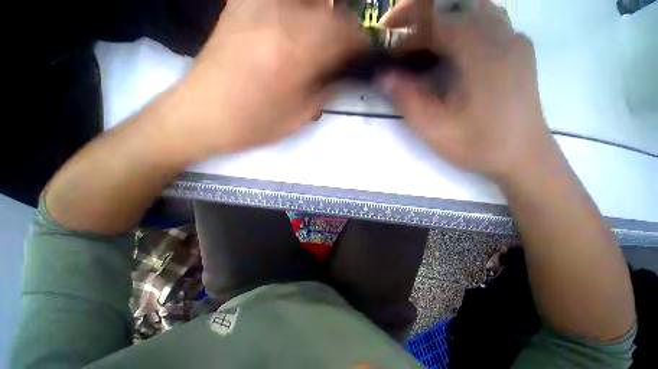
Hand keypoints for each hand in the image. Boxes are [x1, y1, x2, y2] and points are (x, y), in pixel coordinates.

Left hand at [165, 0, 366, 157]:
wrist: (202, 115)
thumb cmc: (253, 124)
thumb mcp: (299, 116)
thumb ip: (326, 90)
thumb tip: (343, 74)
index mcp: (295, 51)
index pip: (345, 34)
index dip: (360, 45)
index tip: (362, 57)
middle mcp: (279, 16)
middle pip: (330, 13)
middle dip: (344, 33)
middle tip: (344, 54)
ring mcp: (256, 5)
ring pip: (309, 3)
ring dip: (324, 21)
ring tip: (322, 45)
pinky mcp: (241, 5)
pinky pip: (283, 2)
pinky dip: (300, 13)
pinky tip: (297, 30)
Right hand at [379, 0, 552, 180]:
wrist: (524, 157)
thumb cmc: (478, 145)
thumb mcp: (433, 128)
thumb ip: (407, 99)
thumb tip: (383, 76)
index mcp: (480, 50)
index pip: (439, 11)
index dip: (407, 15)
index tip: (385, 32)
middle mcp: (501, 33)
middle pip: (455, 4)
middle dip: (421, 17)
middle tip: (399, 43)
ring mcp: (513, 39)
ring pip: (471, 8)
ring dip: (441, 20)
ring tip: (420, 46)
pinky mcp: (517, 49)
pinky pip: (485, 21)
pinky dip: (459, 27)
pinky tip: (448, 51)